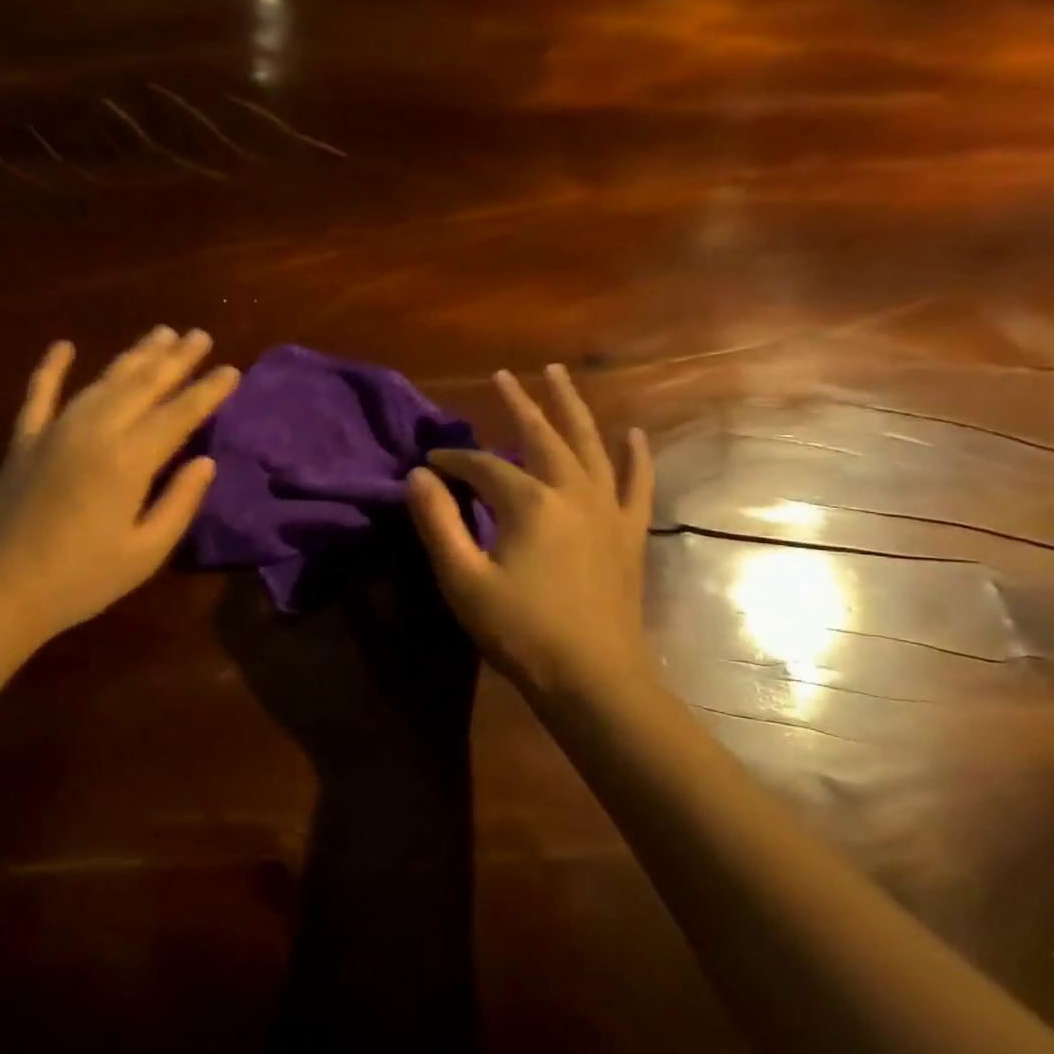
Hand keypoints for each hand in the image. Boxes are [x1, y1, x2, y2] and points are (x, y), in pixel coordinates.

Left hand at [0, 327, 238, 644]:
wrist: (0, 591)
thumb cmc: (82, 580)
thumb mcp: (145, 553)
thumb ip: (179, 503)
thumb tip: (205, 463)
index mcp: (129, 461)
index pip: (179, 414)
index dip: (207, 391)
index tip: (231, 370)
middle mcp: (94, 431)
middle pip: (143, 385)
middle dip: (176, 359)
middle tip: (200, 335)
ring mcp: (54, 431)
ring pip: (102, 381)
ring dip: (133, 355)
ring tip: (160, 333)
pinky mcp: (23, 440)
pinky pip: (38, 394)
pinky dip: (50, 368)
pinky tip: (63, 345)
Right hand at [404, 364, 654, 705]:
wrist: (594, 679)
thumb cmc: (521, 631)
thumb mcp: (463, 579)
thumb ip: (438, 523)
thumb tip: (417, 476)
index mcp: (529, 503)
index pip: (483, 466)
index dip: (453, 461)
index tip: (429, 463)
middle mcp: (572, 492)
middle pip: (542, 435)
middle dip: (519, 404)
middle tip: (503, 375)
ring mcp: (607, 510)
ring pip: (590, 445)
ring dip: (572, 408)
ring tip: (560, 374)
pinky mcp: (628, 533)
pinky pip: (636, 484)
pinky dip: (636, 457)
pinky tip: (634, 434)